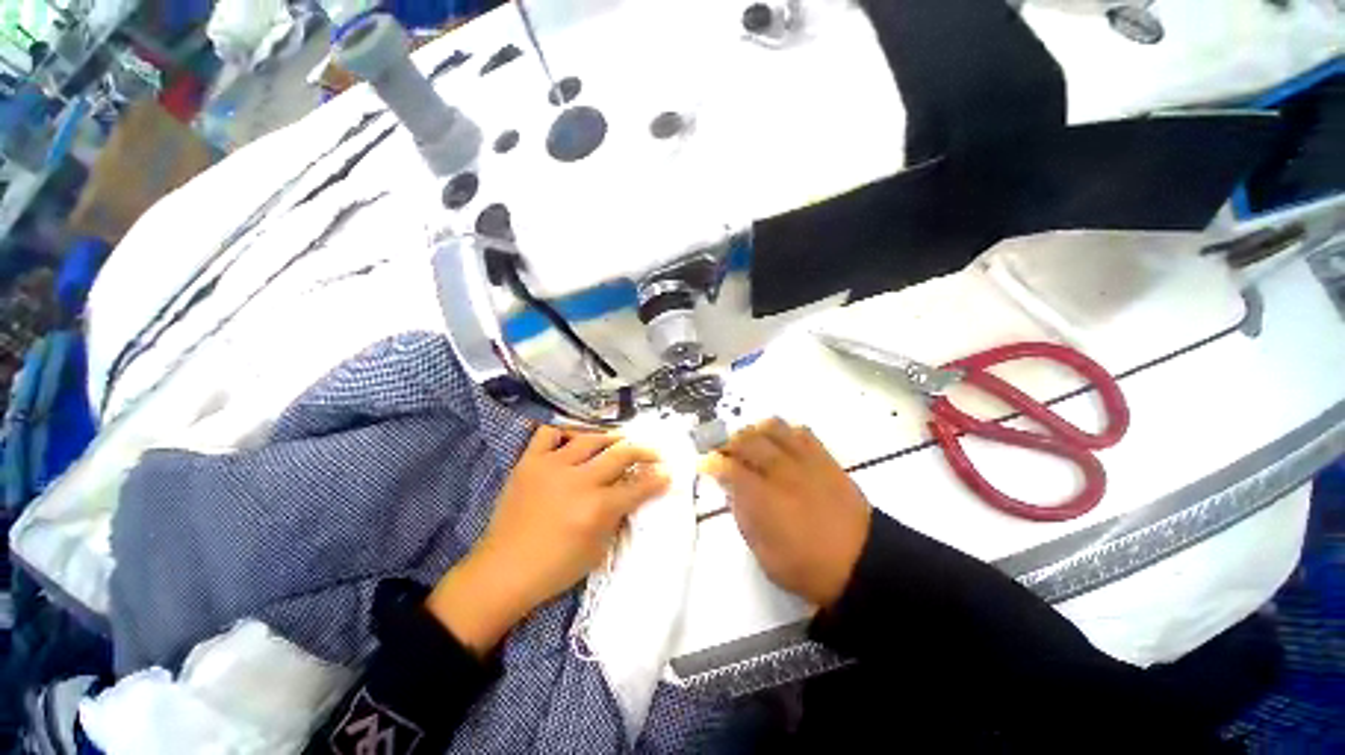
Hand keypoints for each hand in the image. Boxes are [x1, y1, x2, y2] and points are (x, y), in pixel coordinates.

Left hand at [428, 426, 669, 655]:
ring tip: (621, 441)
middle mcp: (578, 481)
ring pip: (591, 439)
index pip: (637, 486)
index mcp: (596, 508)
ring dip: (612, 438)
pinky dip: (565, 431)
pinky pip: (549, 434)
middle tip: (653, 453)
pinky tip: (575, 437)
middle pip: (621, 454)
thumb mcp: (598, 550)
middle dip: (644, 451)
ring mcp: (552, 466)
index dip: (657, 479)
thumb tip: (633, 494)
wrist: (502, 571)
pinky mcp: (530, 462)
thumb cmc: (554, 569)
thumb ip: (618, 516)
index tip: (668, 472)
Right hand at [701, 418, 870, 607]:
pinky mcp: (825, 459)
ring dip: (756, 431)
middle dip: (730, 442)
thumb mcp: (764, 553)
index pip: (730, 468)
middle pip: (749, 441)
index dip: (713, 462)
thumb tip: (732, 490)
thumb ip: (744, 516)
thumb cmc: (807, 566)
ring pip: (775, 429)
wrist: (861, 562)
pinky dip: (786, 431)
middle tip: (725, 450)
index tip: (706, 462)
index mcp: (764, 498)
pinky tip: (781, 441)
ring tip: (751, 440)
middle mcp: (781, 472)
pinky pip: (802, 432)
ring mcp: (805, 462)